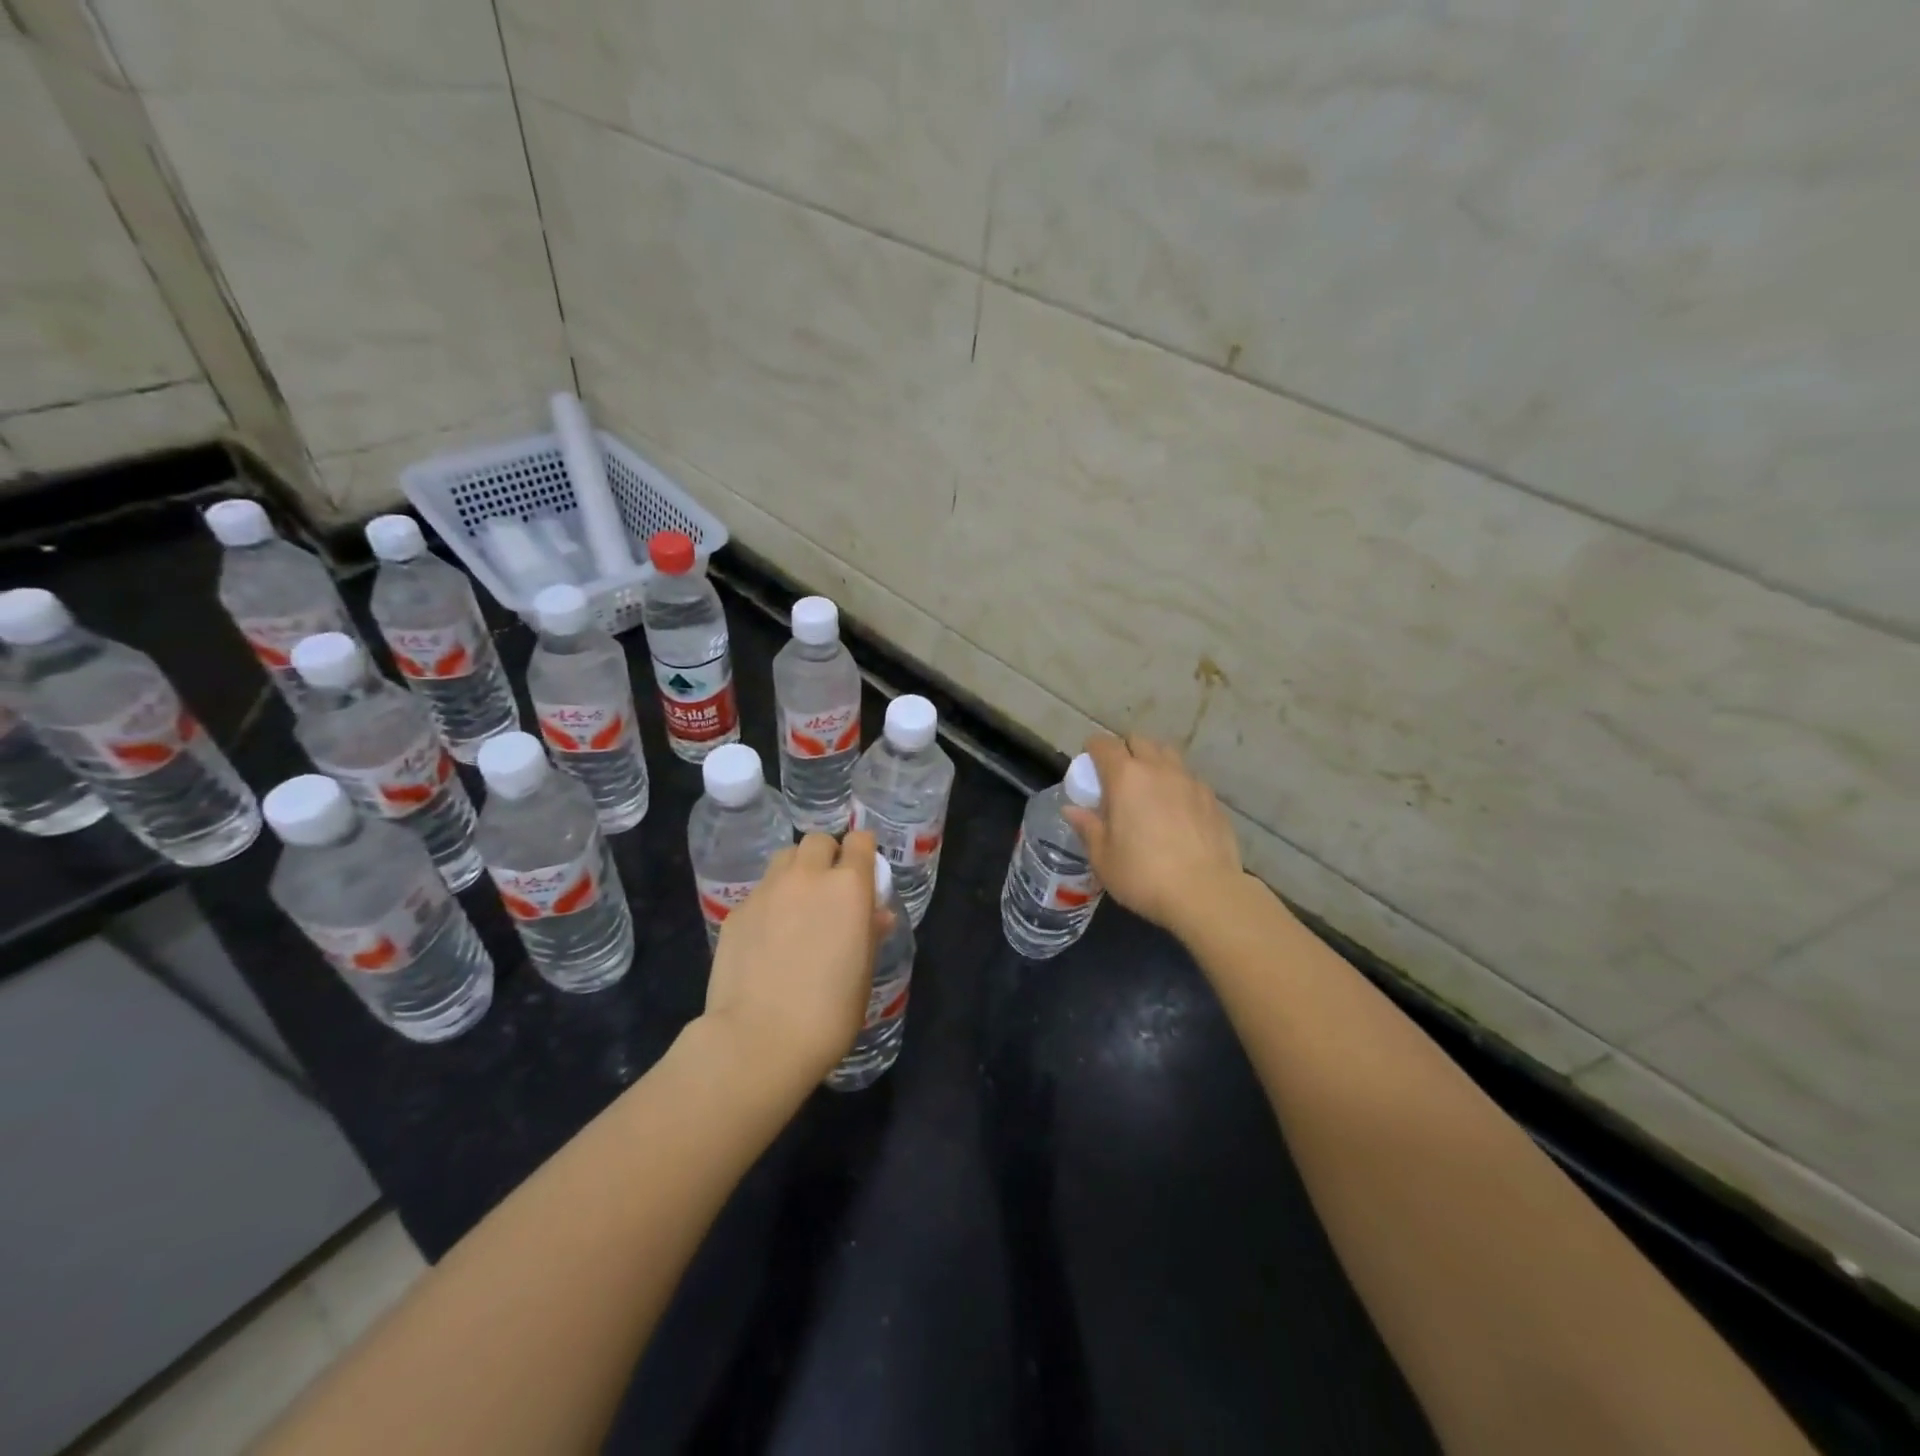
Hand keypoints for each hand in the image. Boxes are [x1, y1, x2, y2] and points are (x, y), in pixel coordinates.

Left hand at [701, 831, 884, 1089]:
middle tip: (829, 888)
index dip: (862, 852)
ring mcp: (767, 890)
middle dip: (827, 855)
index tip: (863, 871)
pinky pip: (760, 891)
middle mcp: (807, 877)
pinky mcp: (737, 911)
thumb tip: (876, 915)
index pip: (859, 841)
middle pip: (818, 841)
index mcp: (848, 887)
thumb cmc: (828, 1013)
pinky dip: (770, 902)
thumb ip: (869, 934)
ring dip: (796, 871)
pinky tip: (768, 937)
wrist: (758, 1039)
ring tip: (797, 905)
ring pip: (785, 858)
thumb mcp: (863, 973)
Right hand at [1064, 734, 1244, 937]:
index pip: (1104, 745)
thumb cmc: (1143, 875)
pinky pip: (1189, 779)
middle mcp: (1159, 769)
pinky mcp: (1212, 799)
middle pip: (1139, 741)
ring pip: (1168, 755)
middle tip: (1117, 778)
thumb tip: (1072, 810)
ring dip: (1154, 763)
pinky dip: (1177, 785)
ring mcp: (1190, 782)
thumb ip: (1088, 827)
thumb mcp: (1103, 857)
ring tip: (1149, 790)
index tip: (1088, 764)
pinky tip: (1176, 812)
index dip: (1093, 749)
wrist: (1206, 893)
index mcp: (1125, 777)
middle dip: (1125, 751)